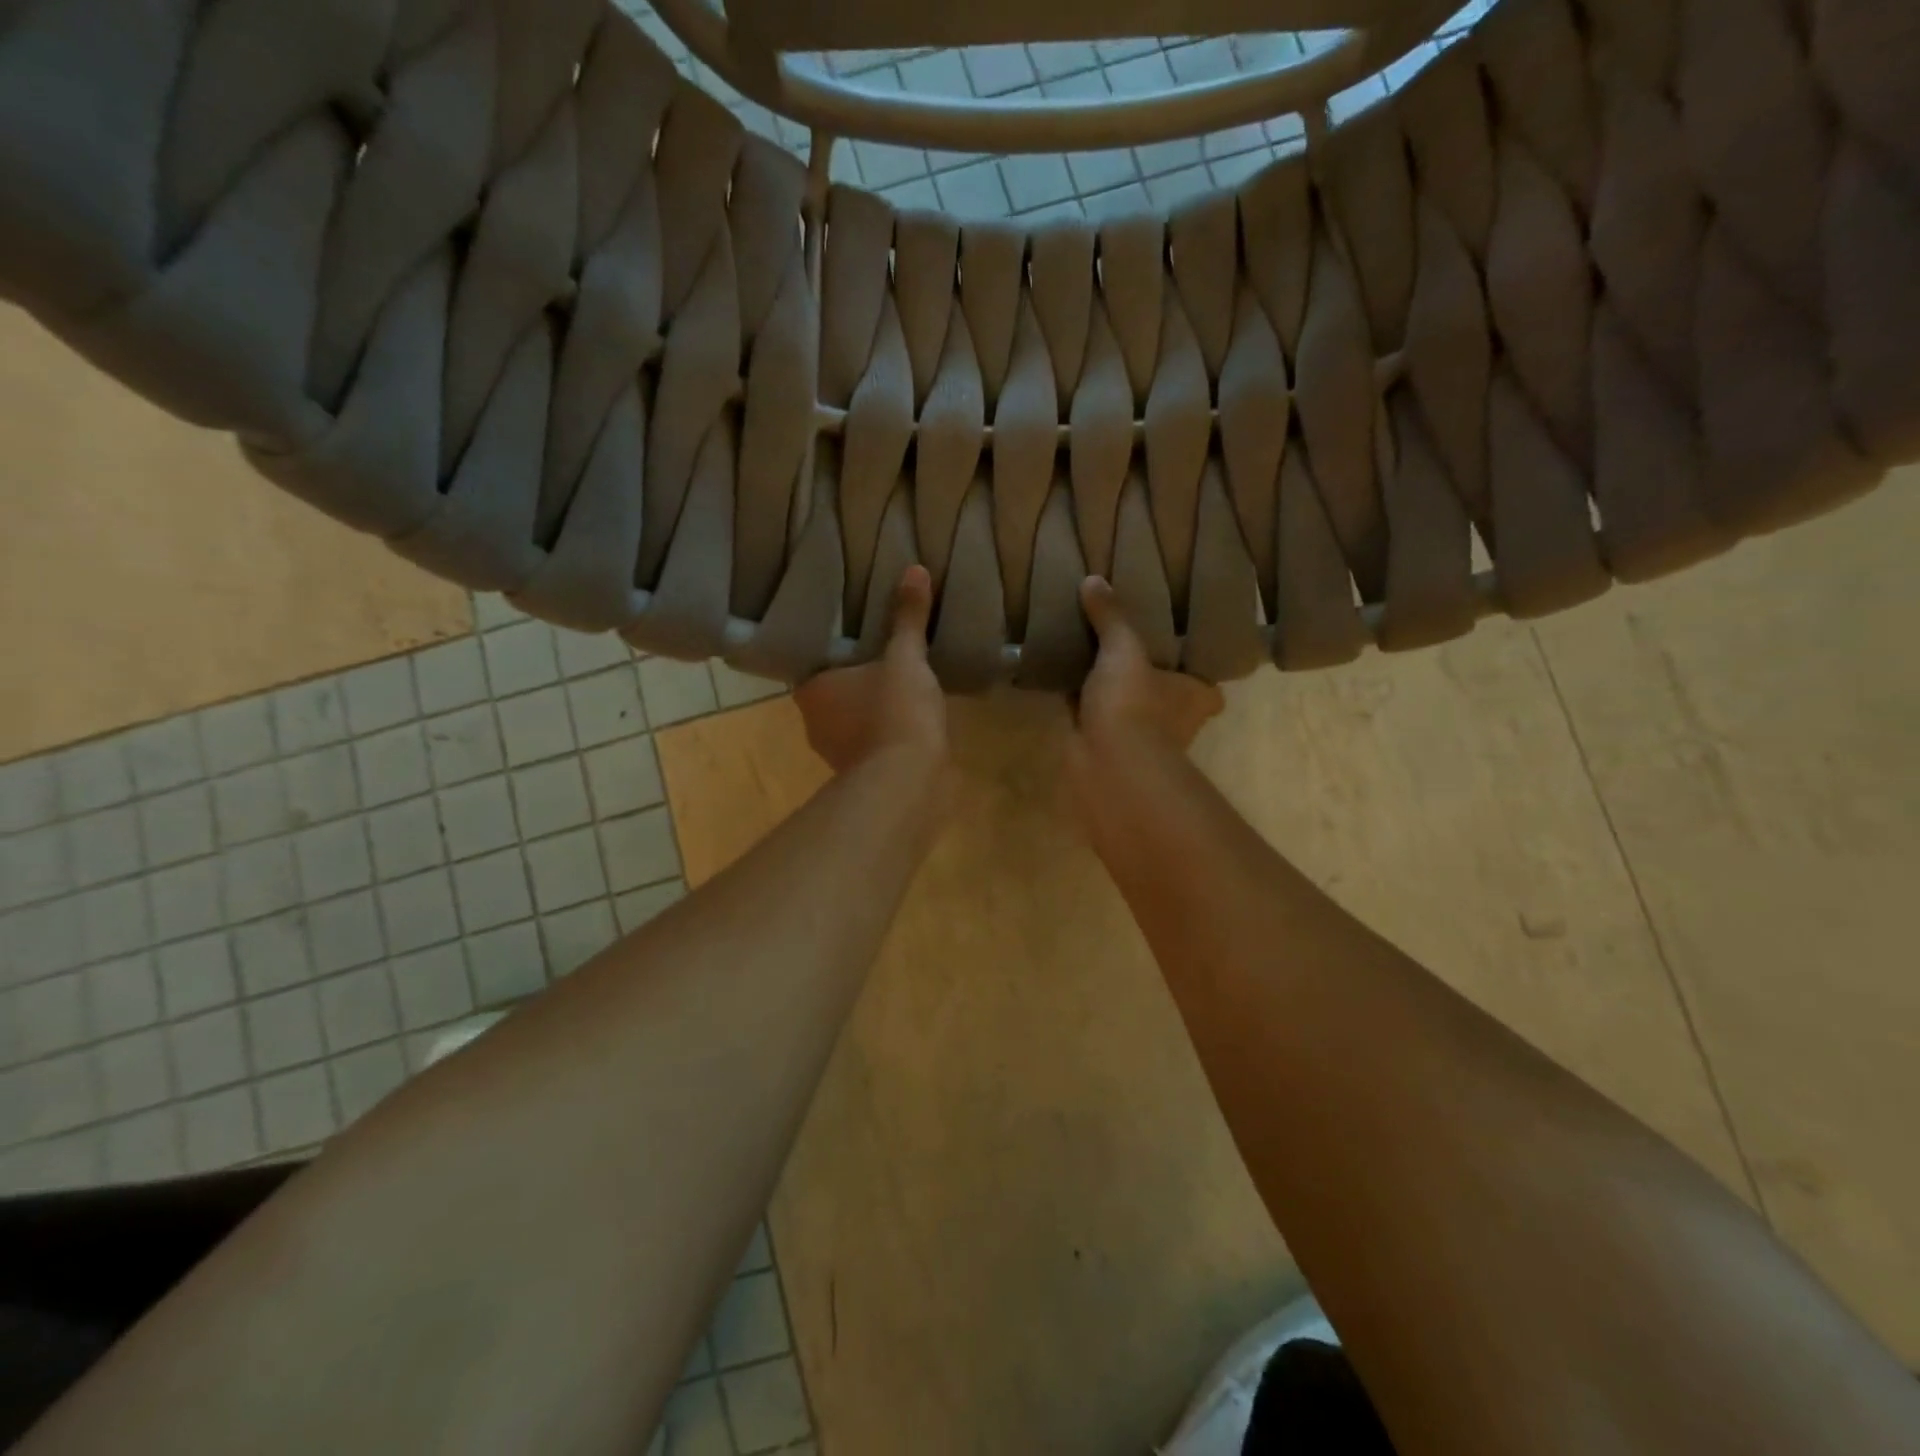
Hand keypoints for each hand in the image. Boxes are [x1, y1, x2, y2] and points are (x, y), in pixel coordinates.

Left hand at [795, 565, 947, 773]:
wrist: (909, 781)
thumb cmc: (896, 711)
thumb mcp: (906, 658)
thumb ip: (908, 619)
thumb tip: (914, 569)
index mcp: (811, 690)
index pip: (813, 662)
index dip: (833, 651)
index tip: (854, 636)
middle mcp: (812, 722)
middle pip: (832, 692)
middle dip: (854, 680)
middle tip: (880, 654)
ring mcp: (834, 753)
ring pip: (850, 720)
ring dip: (869, 709)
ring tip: (898, 685)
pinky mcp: (860, 775)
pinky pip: (869, 743)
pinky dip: (883, 733)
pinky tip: (907, 721)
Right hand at [1072, 576, 1223, 759]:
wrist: (1108, 764)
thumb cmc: (1134, 704)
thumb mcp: (1124, 648)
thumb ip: (1111, 617)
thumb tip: (1093, 579)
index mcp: (1195, 697)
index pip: (1205, 684)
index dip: (1192, 669)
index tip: (1174, 648)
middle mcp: (1175, 721)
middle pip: (1162, 693)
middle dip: (1145, 678)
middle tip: (1124, 645)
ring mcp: (1139, 738)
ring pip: (1125, 705)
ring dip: (1109, 690)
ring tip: (1089, 655)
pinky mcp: (1104, 747)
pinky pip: (1092, 716)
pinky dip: (1080, 703)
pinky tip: (1062, 680)